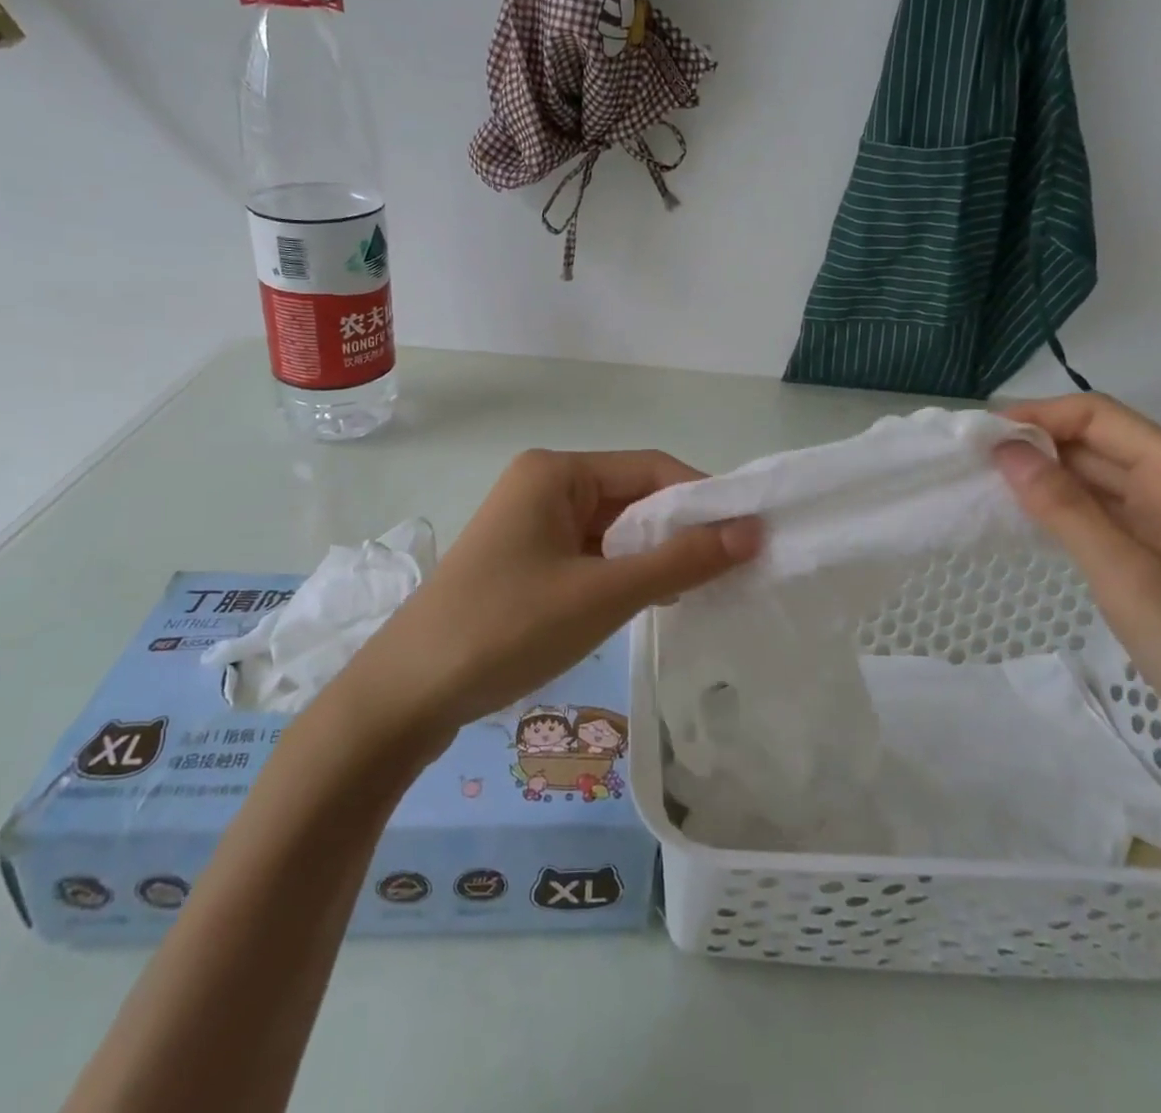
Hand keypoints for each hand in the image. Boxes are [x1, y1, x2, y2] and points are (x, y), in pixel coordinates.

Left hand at [343, 449, 761, 744]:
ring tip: (703, 588)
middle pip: (632, 496)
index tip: (749, 534)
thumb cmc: (507, 628)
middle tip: (734, 568)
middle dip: (680, 530)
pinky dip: (625, 572)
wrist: (408, 693)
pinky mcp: (526, 560)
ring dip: (655, 555)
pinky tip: (654, 601)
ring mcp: (532, 524)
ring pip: (614, 529)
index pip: (650, 468)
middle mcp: (544, 485)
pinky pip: (591, 554)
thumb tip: (753, 532)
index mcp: (556, 472)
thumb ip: (680, 561)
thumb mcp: (603, 594)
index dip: (703, 498)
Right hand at [993, 395, 1160, 847]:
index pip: (1098, 417)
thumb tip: (1006, 450)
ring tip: (982, 490)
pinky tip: (1028, 528)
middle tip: (965, 466)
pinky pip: (1110, 522)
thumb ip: (1065, 509)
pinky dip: (1066, 517)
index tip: (974, 439)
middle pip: (1099, 445)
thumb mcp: (1131, 579)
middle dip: (1034, 447)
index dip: (1035, 417)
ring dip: (1046, 481)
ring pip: (1102, 484)